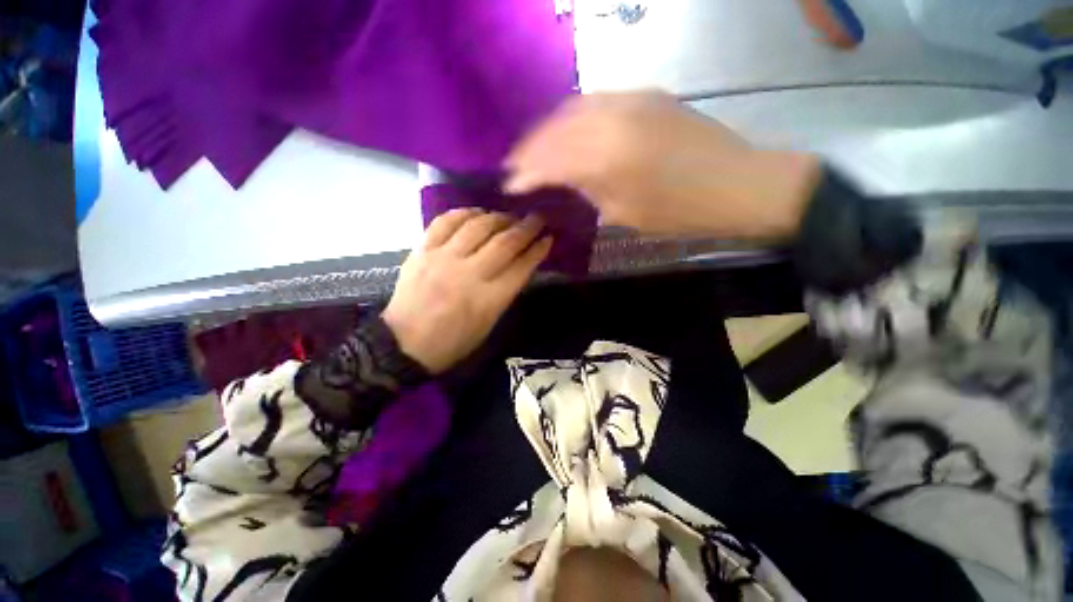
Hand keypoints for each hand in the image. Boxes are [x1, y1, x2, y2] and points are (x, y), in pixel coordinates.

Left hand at [382, 209, 551, 373]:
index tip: (548, 237)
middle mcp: (469, 275)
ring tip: (508, 216)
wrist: (403, 345)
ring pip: (477, 226)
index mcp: (489, 300)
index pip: (521, 267)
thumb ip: (505, 292)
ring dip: (498, 217)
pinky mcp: (422, 251)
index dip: (537, 250)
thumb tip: (520, 264)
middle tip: (536, 218)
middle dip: (526, 228)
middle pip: (504, 243)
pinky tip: (477, 213)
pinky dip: (464, 213)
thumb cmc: (453, 342)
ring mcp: (443, 259)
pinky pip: (445, 222)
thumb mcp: (488, 323)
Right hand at [505, 91, 820, 239]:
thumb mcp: (624, 213)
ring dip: (547, 130)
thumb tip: (562, 181)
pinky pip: (595, 102)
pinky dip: (572, 117)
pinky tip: (566, 131)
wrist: (738, 184)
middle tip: (514, 166)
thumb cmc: (680, 213)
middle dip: (529, 149)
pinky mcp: (645, 95)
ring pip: (572, 110)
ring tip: (534, 149)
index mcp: (607, 158)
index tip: (510, 184)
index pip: (550, 160)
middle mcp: (613, 120)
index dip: (526, 172)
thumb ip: (588, 190)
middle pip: (555, 130)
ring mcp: (631, 100)